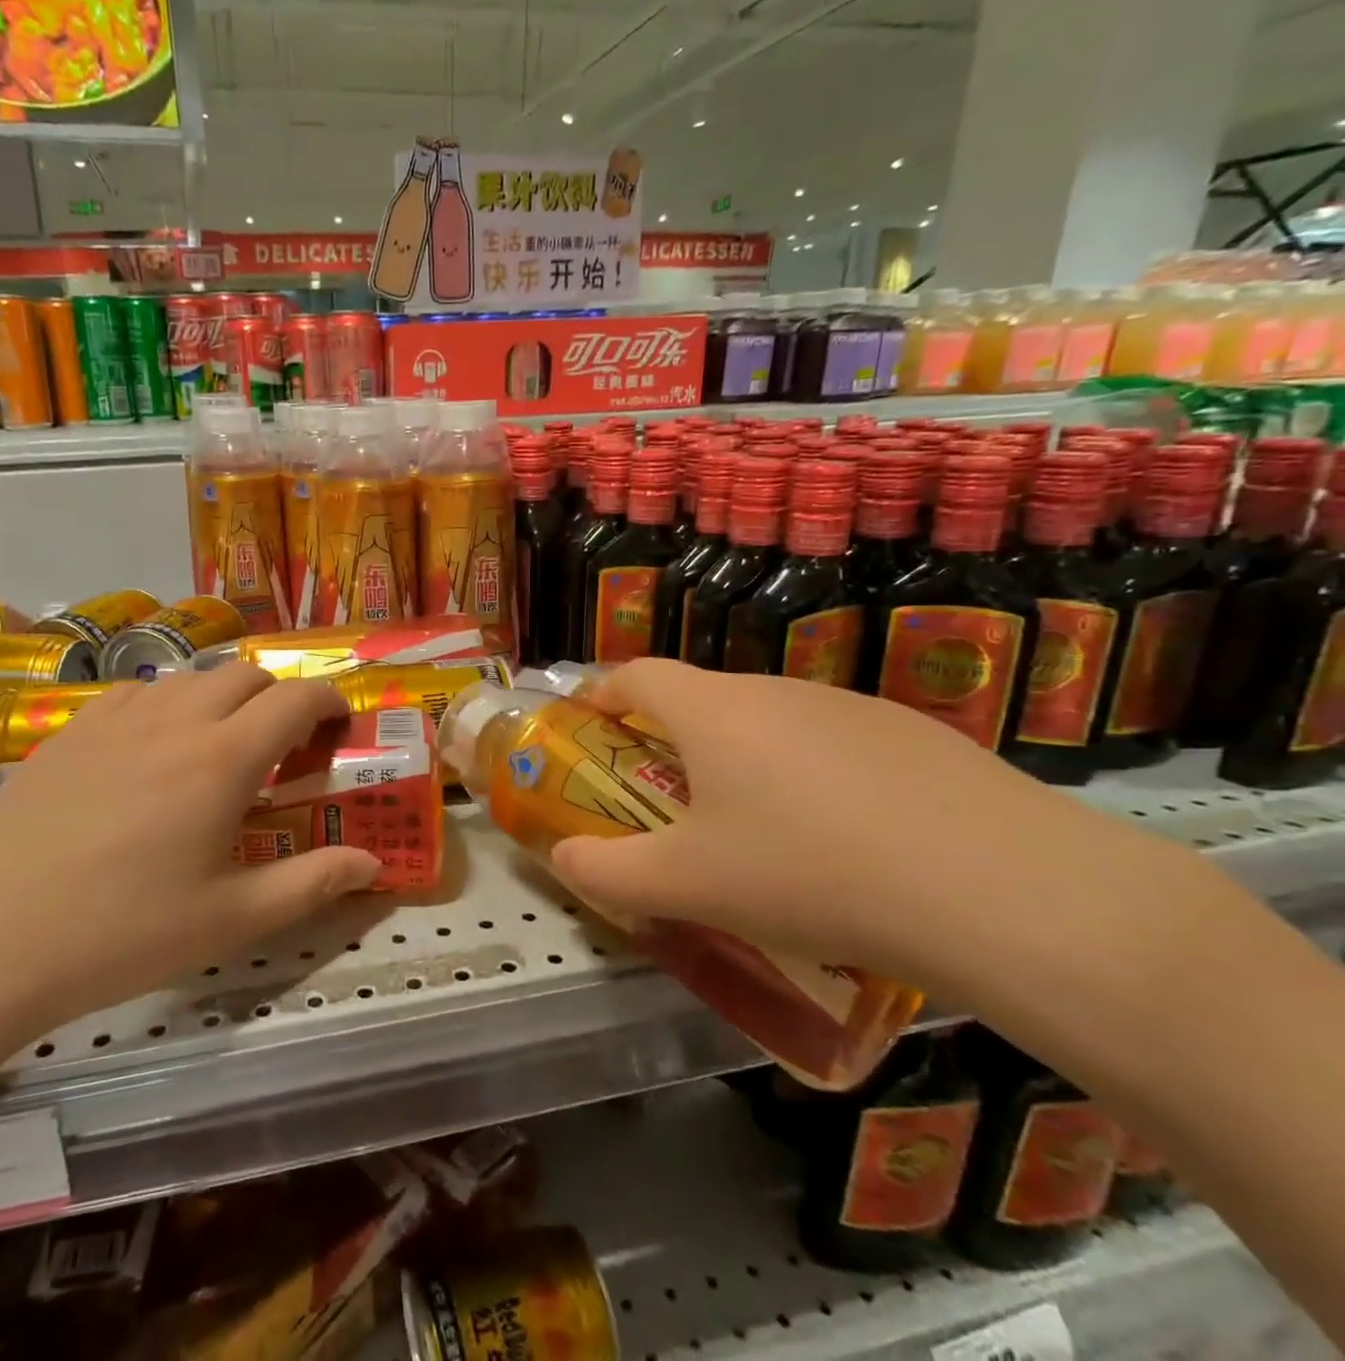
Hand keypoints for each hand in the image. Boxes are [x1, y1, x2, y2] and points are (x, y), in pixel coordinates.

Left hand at [0, 666, 379, 1037]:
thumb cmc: (120, 933)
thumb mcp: (230, 919)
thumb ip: (311, 884)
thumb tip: (373, 866)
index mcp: (222, 759)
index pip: (294, 699)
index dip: (328, 701)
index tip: (340, 724)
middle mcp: (174, 721)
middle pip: (245, 674)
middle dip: (278, 697)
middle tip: (283, 747)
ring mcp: (115, 720)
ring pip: (189, 677)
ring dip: (223, 697)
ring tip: (219, 747)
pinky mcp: (69, 731)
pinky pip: (135, 693)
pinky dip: (166, 704)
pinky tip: (151, 750)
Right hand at [548, 659, 1191, 1001]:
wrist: (1005, 893)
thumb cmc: (809, 872)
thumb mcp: (688, 885)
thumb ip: (607, 872)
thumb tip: (562, 858)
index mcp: (713, 712)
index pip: (637, 675)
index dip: (603, 692)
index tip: (589, 722)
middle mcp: (777, 691)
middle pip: (704, 698)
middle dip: (672, 738)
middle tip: (669, 797)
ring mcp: (853, 707)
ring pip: (772, 722)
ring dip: (744, 758)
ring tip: (758, 828)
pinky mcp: (918, 736)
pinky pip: (835, 745)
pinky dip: (812, 777)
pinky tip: (845, 841)